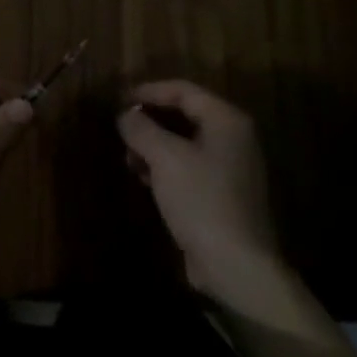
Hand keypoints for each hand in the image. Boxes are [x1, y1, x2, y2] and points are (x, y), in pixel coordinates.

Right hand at [117, 81, 311, 327]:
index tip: (119, 99)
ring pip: (185, 143)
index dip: (148, 91)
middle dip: (150, 120)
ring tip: (128, 156)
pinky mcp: (223, 195)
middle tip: (121, 127)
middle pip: (184, 115)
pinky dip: (166, 167)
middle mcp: (233, 138)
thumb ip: (141, 128)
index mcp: (226, 120)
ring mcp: (231, 168)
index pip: (183, 90)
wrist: (237, 267)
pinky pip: (190, 167)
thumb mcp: (164, 158)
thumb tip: (124, 115)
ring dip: (154, 145)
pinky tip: (143, 178)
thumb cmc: (201, 200)